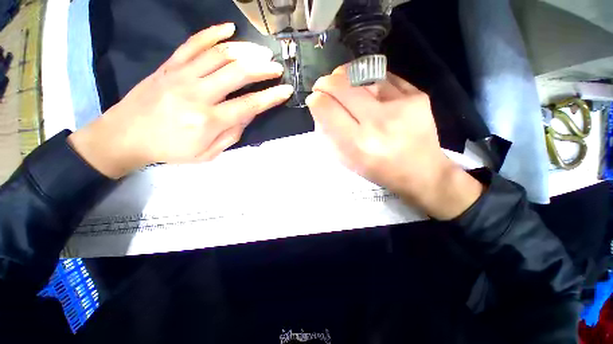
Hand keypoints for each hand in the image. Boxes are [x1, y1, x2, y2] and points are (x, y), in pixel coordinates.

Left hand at [69, 23, 292, 178]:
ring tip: (261, 52)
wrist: (126, 136)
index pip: (249, 105)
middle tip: (277, 67)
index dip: (271, 97)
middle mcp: (197, 94)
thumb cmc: (171, 149)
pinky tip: (229, 29)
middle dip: (263, 68)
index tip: (286, 90)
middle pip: (237, 73)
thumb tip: (248, 114)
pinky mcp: (170, 65)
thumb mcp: (208, 153)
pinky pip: (193, 43)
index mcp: (209, 120)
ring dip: (245, 50)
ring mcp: (181, 75)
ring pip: (219, 54)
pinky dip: (213, 33)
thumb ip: (232, 134)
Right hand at [306, 67, 482, 219]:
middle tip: (323, 85)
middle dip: (326, 82)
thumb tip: (319, 107)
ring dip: (345, 76)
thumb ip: (330, 135)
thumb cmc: (378, 170)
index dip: (316, 100)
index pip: (327, 109)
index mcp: (358, 144)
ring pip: (362, 75)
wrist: (421, 171)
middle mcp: (377, 122)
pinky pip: (384, 77)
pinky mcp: (417, 96)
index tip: (314, 99)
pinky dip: (368, 78)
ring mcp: (400, 105)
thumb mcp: (347, 161)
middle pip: (343, 87)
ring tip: (340, 81)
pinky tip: (364, 85)